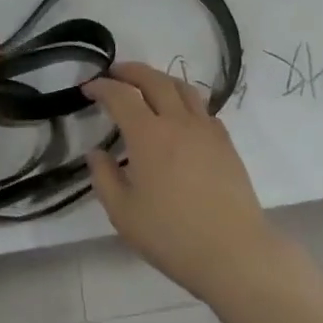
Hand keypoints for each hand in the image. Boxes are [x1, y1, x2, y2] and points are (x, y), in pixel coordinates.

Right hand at [83, 62, 285, 305]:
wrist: (234, 252)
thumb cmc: (172, 236)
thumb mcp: (124, 214)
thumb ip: (105, 178)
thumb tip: (96, 153)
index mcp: (148, 135)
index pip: (121, 96)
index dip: (102, 87)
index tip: (88, 88)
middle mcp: (178, 122)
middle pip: (154, 80)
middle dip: (131, 71)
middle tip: (115, 72)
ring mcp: (206, 129)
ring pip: (182, 87)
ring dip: (160, 79)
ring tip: (147, 85)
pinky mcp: (225, 142)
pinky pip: (202, 108)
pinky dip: (184, 100)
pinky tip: (180, 116)